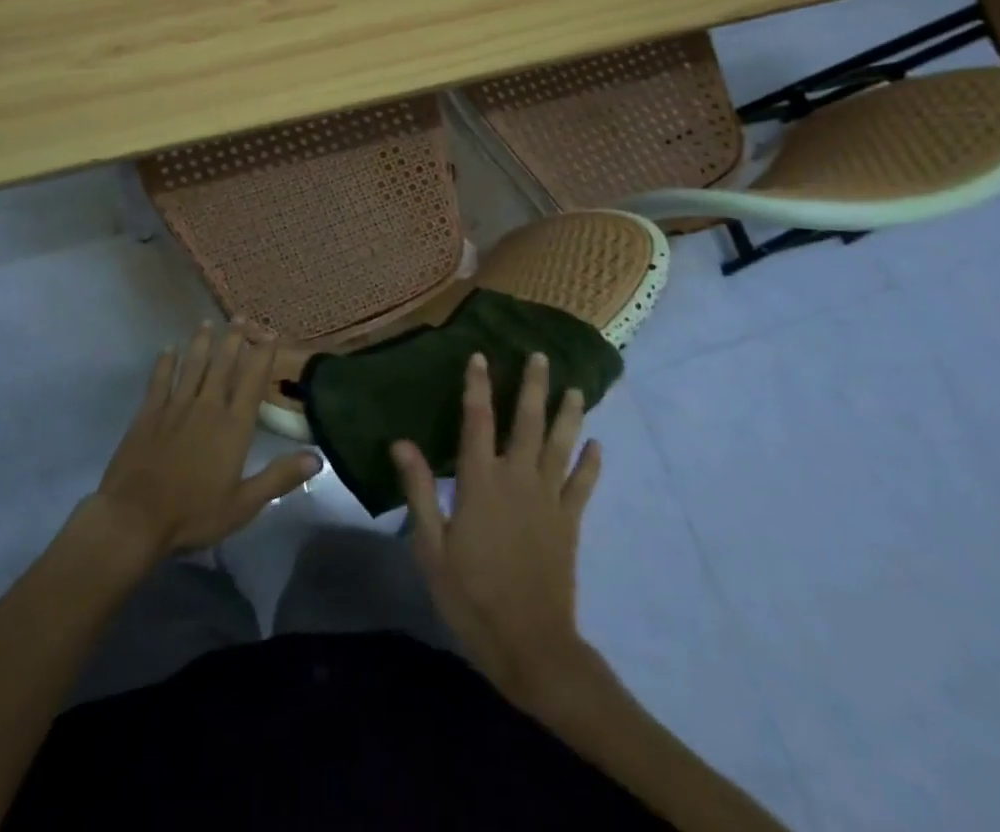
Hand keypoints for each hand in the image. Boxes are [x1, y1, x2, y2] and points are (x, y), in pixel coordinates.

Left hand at [81, 324, 322, 564]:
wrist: (134, 518)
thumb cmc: (194, 514)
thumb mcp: (244, 504)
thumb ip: (279, 477)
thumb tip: (317, 458)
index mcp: (233, 425)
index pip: (253, 380)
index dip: (263, 354)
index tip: (271, 333)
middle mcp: (207, 406)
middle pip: (223, 364)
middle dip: (234, 338)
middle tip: (241, 316)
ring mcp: (176, 406)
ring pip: (192, 365)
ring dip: (201, 342)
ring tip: (208, 323)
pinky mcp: (149, 413)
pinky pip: (160, 380)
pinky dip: (165, 362)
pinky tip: (168, 350)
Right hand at [393, 352, 600, 707]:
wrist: (529, 644)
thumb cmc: (471, 595)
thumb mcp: (431, 546)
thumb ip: (419, 490)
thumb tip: (401, 442)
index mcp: (480, 482)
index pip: (477, 421)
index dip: (477, 386)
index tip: (479, 356)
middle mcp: (517, 479)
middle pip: (527, 422)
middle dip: (533, 386)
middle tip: (539, 356)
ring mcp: (548, 500)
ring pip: (561, 445)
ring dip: (568, 414)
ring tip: (575, 388)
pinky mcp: (569, 523)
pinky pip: (583, 486)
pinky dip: (591, 464)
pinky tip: (598, 445)